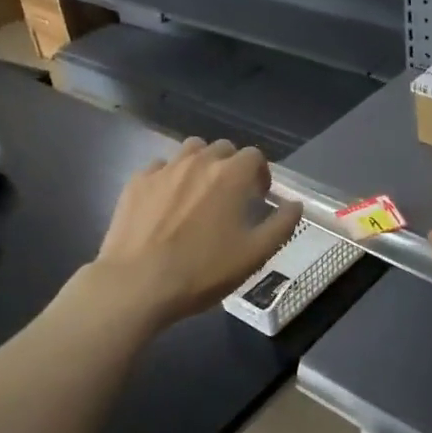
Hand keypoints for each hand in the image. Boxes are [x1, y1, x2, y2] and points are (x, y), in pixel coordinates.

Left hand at [92, 138, 300, 327]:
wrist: (136, 284)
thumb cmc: (202, 271)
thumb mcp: (255, 255)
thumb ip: (281, 225)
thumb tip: (295, 204)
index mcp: (231, 175)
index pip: (254, 155)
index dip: (261, 173)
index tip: (259, 195)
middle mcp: (199, 162)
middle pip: (222, 148)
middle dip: (231, 166)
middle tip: (231, 196)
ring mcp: (164, 169)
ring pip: (190, 151)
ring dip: (201, 164)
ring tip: (199, 193)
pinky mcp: (137, 182)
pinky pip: (160, 168)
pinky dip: (169, 178)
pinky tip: (166, 203)